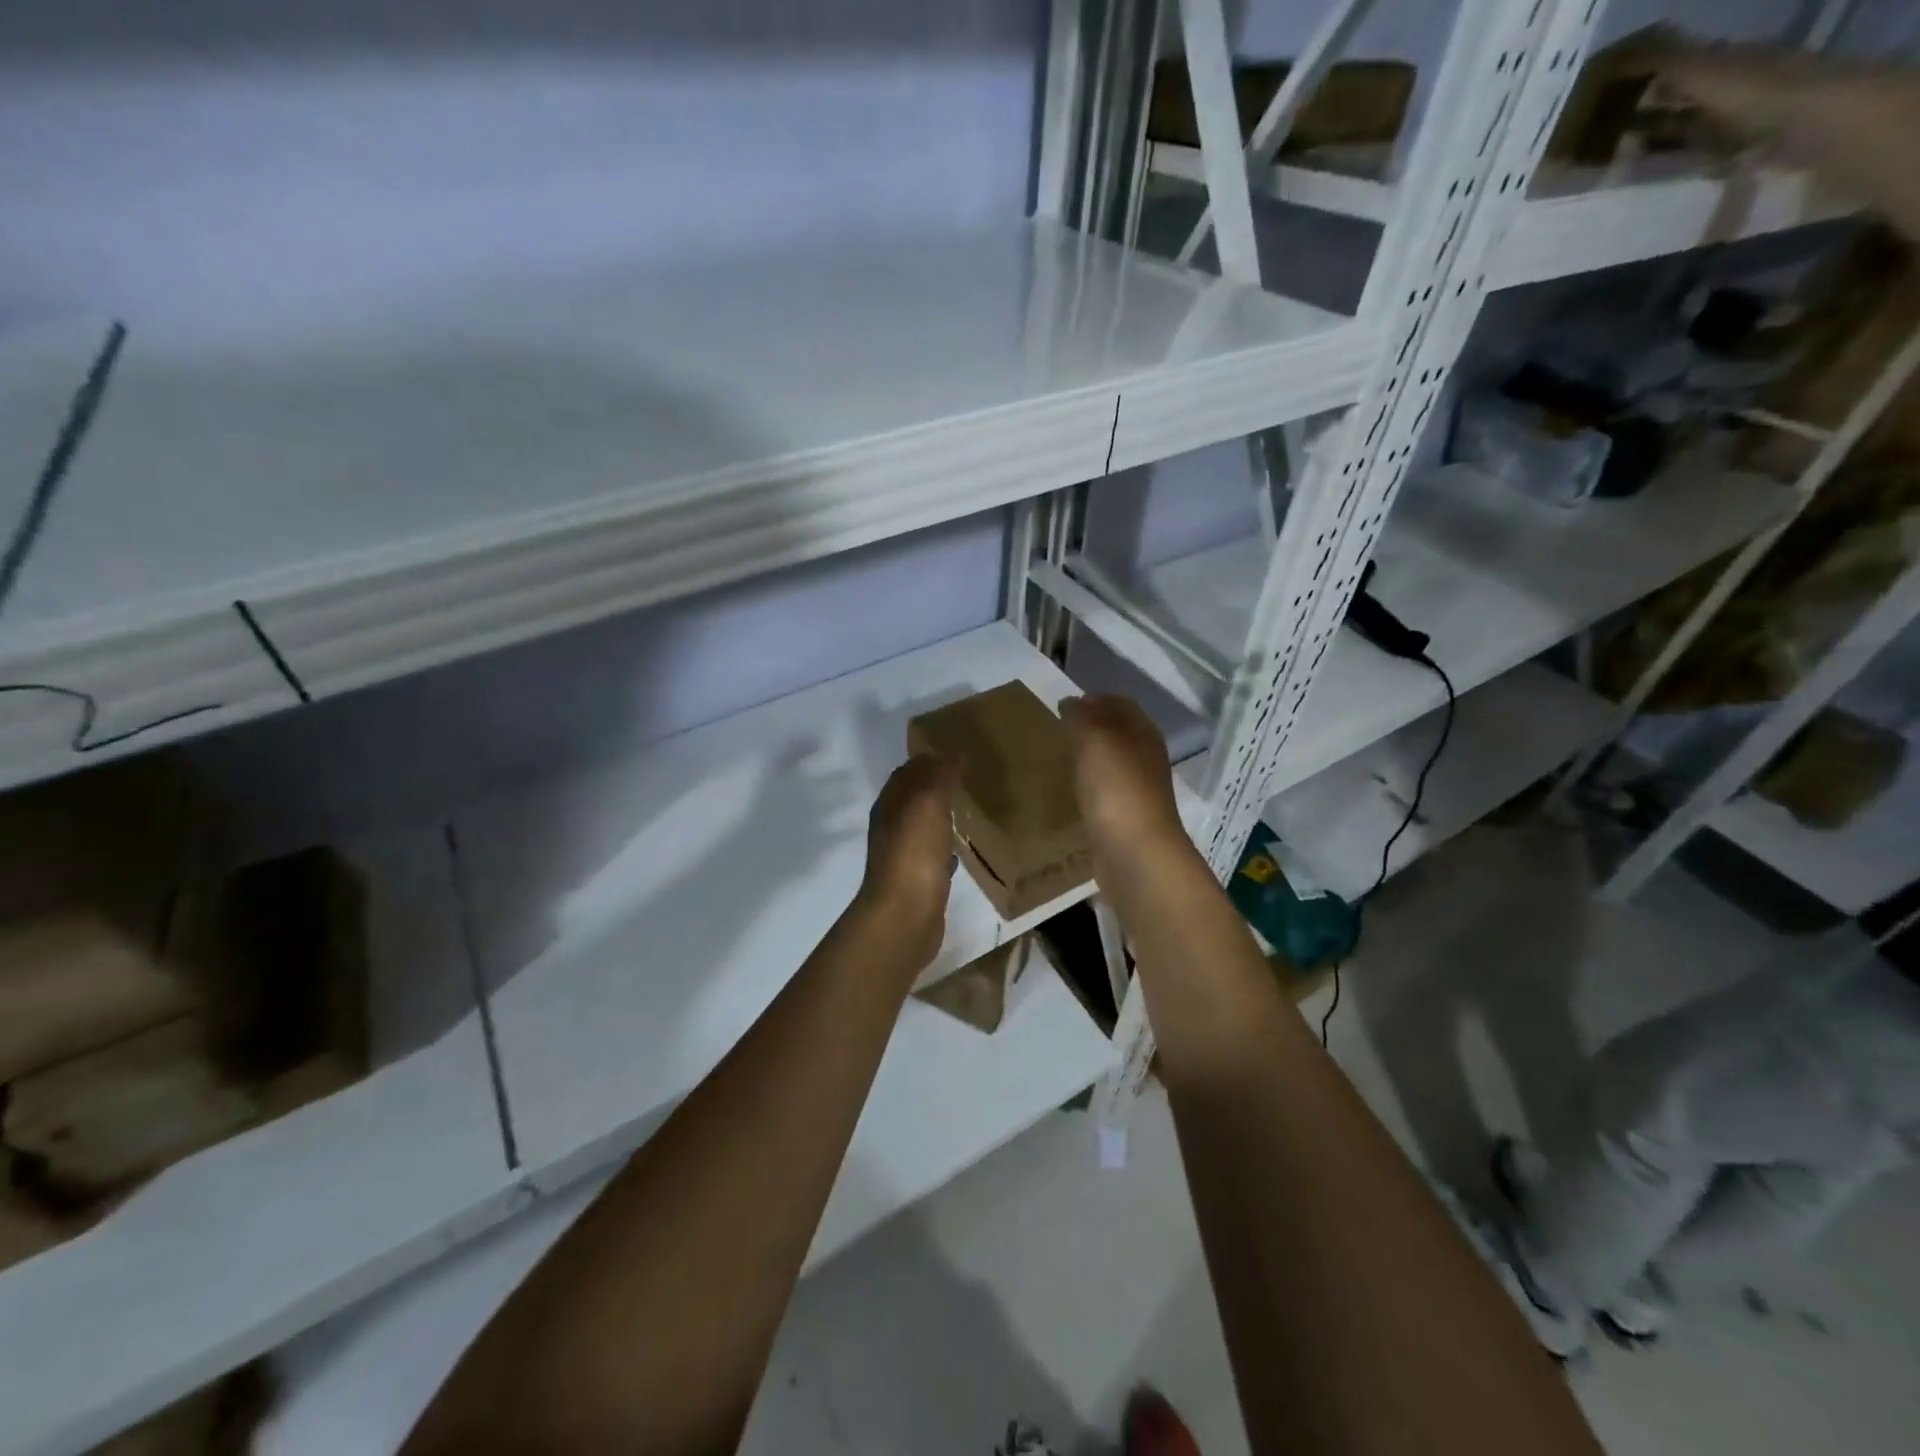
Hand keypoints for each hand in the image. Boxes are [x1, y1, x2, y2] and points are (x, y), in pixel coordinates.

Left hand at [856, 754, 960, 964]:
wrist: (905, 915)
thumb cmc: (914, 853)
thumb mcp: (928, 804)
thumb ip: (940, 777)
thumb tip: (953, 753)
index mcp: (889, 806)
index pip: (906, 773)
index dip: (927, 761)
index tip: (955, 753)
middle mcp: (891, 828)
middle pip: (912, 799)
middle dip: (934, 787)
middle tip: (966, 779)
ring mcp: (902, 857)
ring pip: (922, 828)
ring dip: (940, 817)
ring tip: (966, 809)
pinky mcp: (918, 882)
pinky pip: (932, 856)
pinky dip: (945, 848)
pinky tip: (961, 850)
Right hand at [1059, 696, 1187, 864]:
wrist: (1134, 852)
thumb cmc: (1116, 786)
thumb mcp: (1094, 737)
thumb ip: (1081, 715)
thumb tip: (1070, 703)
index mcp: (1143, 732)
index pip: (1119, 703)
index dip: (1092, 699)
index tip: (1060, 705)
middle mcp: (1145, 758)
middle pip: (1116, 734)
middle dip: (1089, 729)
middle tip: (1054, 732)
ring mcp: (1137, 791)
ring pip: (1110, 764)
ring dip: (1087, 760)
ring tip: (1055, 760)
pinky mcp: (1124, 820)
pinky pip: (1103, 794)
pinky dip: (1086, 788)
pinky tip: (1066, 793)